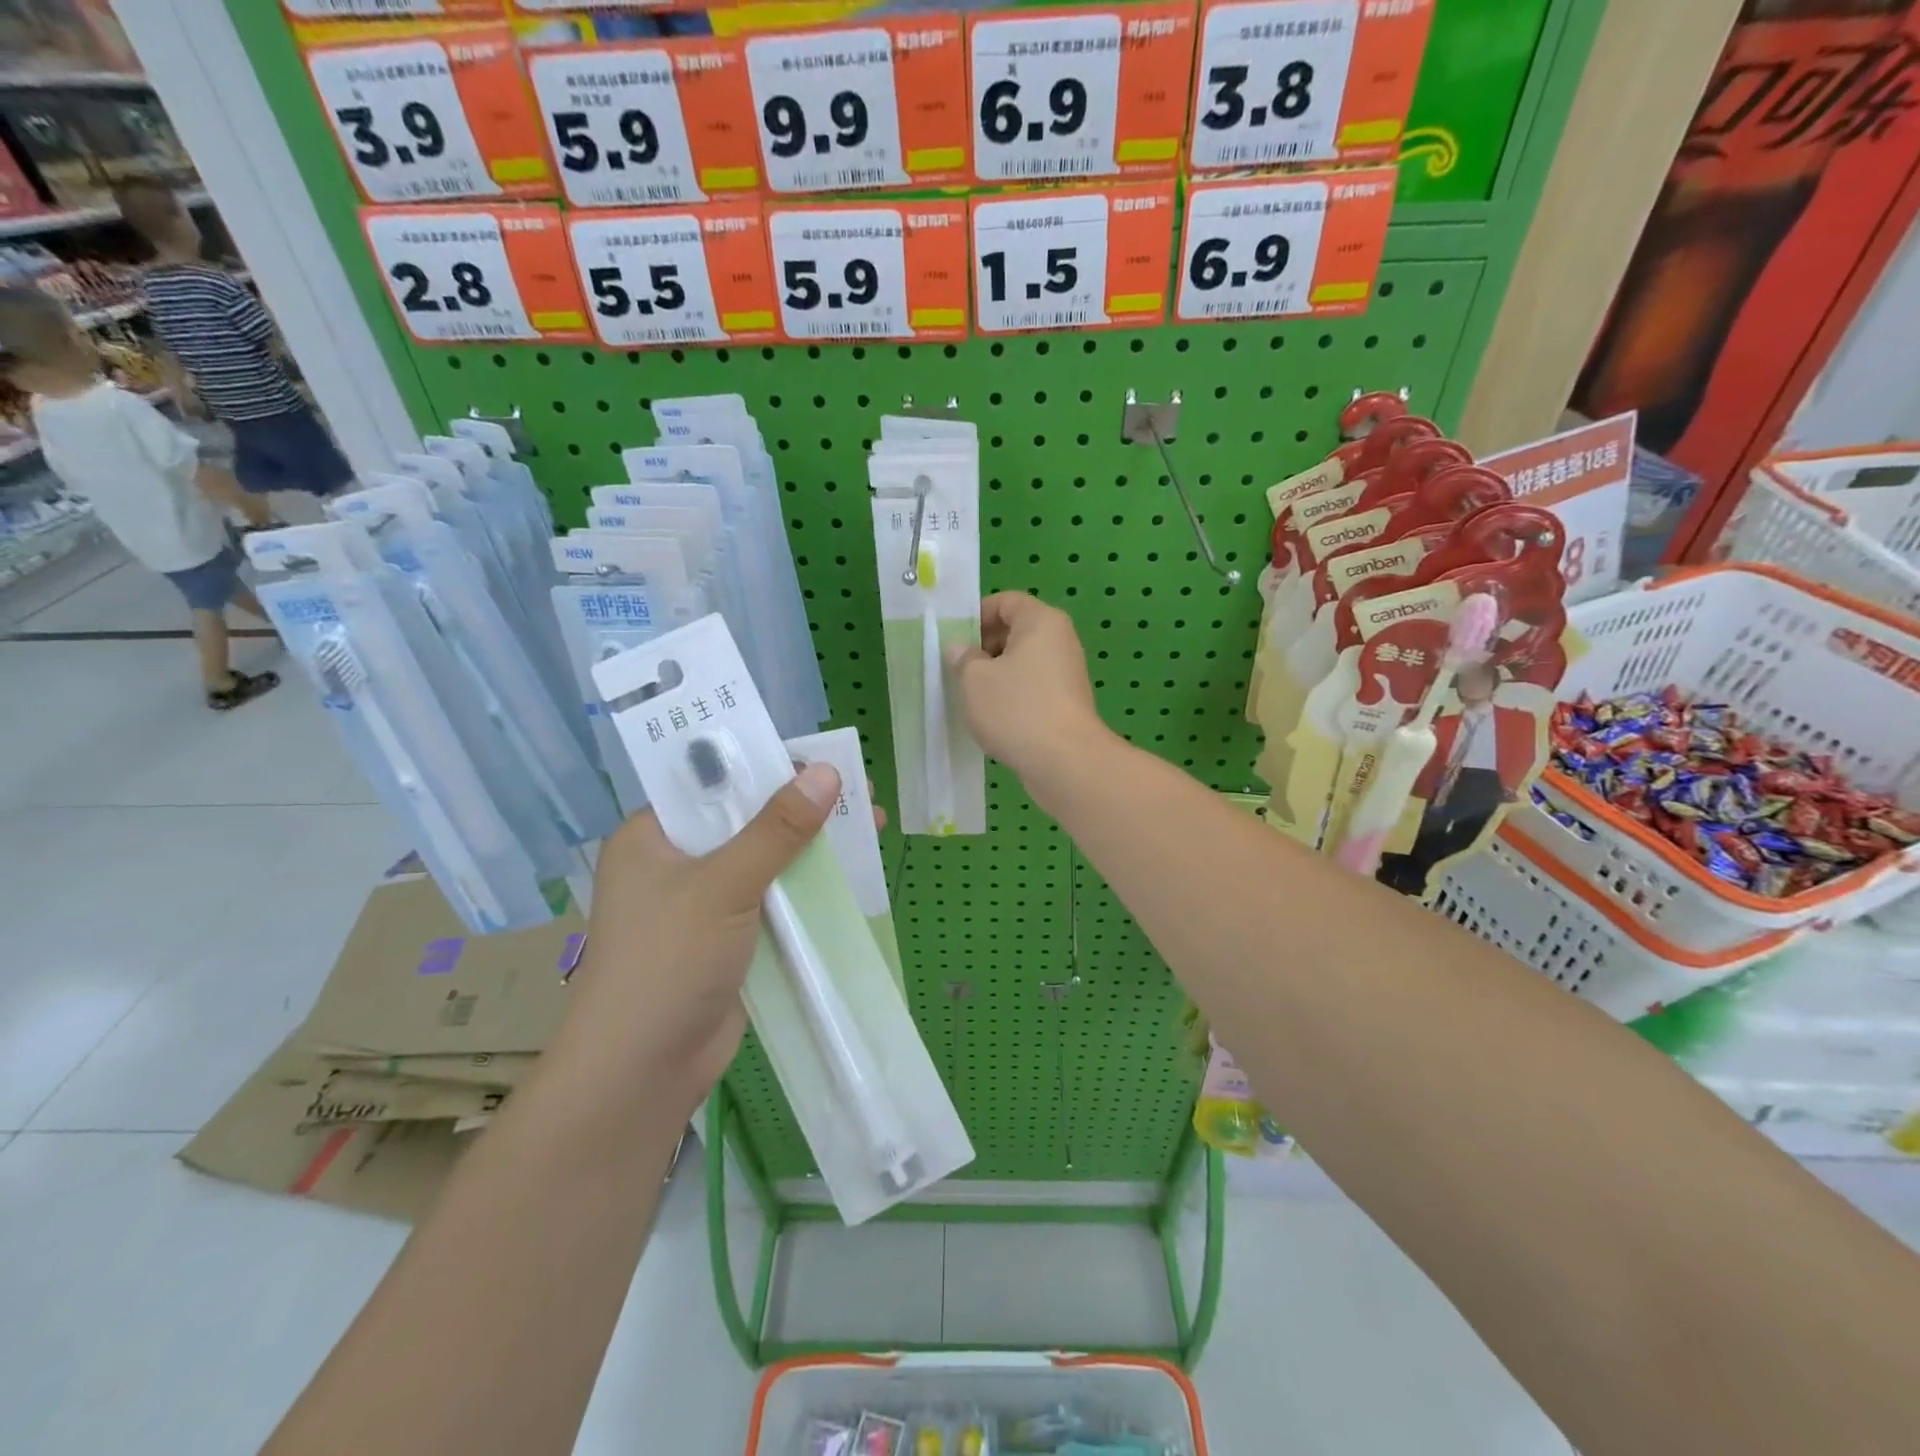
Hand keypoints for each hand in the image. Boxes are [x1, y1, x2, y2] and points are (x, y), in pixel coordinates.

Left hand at [558, 761, 842, 1107]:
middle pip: (748, 819)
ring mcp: (704, 902)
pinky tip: (850, 874)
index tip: (825, 760)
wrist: (643, 1072)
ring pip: (767, 859)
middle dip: (804, 808)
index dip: (769, 765)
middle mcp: (676, 861)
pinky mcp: (730, 936)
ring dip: (813, 846)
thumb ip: (777, 829)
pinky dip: (808, 885)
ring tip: (871, 826)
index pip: (715, 781)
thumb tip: (827, 772)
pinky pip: (774, 897)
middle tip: (862, 794)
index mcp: (653, 834)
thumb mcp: (724, 885)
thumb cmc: (668, 962)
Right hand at [946, 591, 1109, 781]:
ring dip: (997, 675)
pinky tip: (995, 718)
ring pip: (1024, 663)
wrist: (1064, 761)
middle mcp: (1060, 641)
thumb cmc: (1016, 708)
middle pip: (1017, 631)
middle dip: (985, 647)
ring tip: (973, 697)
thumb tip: (962, 650)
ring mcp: (1067, 674)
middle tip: (959, 670)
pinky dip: (1013, 696)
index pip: (1007, 601)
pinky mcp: (1067, 704)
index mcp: (1041, 621)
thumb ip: (964, 658)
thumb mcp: (974, 679)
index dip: (977, 615)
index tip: (955, 640)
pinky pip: (1033, 688)